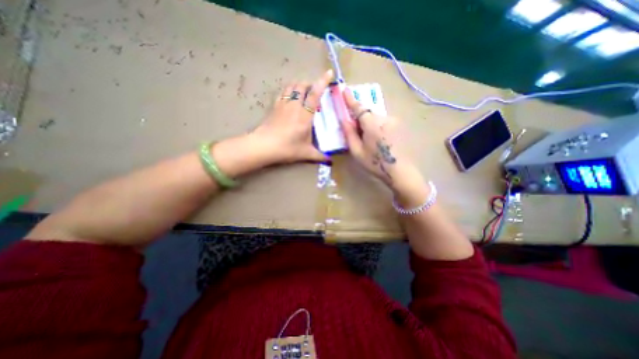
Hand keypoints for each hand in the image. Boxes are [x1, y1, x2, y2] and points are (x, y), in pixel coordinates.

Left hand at [251, 68, 333, 165]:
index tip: (329, 73)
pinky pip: (282, 92)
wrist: (263, 146)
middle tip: (315, 90)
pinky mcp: (274, 106)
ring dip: (299, 85)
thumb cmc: (287, 148)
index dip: (322, 82)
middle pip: (302, 86)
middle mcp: (294, 106)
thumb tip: (329, 161)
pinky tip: (290, 97)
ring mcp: (283, 104)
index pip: (315, 94)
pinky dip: (288, 90)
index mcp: (305, 116)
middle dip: (310, 83)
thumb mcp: (305, 153)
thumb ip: (319, 156)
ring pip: (291, 86)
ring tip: (304, 91)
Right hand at [342, 87, 425, 198]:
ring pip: (376, 118)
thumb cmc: (376, 163)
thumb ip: (349, 134)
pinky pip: (384, 122)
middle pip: (368, 114)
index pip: (359, 108)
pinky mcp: (399, 126)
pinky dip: (378, 127)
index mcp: (372, 124)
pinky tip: (379, 141)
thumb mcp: (357, 151)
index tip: (345, 90)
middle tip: (357, 134)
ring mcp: (394, 121)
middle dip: (360, 120)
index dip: (351, 99)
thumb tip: (344, 120)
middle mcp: (384, 118)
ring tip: (370, 141)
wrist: (400, 171)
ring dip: (370, 125)